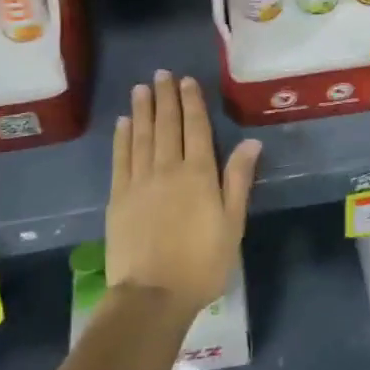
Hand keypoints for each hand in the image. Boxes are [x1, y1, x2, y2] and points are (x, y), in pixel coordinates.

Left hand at [105, 71, 260, 319]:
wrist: (152, 295)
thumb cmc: (202, 263)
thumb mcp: (232, 224)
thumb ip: (238, 180)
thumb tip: (251, 142)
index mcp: (199, 174)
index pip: (196, 129)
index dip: (192, 102)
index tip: (186, 81)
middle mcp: (168, 169)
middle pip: (167, 126)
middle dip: (165, 98)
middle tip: (162, 74)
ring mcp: (139, 182)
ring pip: (142, 136)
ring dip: (142, 110)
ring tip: (141, 89)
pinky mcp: (119, 198)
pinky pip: (121, 159)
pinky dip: (122, 138)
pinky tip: (123, 123)